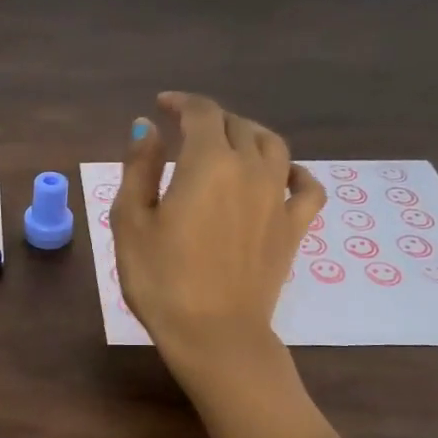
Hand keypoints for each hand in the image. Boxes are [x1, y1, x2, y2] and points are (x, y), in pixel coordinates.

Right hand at [113, 92, 341, 437]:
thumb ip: (139, 168)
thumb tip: (147, 127)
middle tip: (185, 129)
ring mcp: (278, 199)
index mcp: (208, 162)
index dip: (180, 102)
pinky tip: (283, 174)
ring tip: (229, 142)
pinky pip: (306, 188)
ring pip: (273, 145)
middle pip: (237, 125)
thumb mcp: (131, 222)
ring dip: (248, 134)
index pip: (201, 112)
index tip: (161, 106)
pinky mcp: (294, 228)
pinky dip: (294, 172)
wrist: (214, 335)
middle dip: (209, 119)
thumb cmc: (162, 279)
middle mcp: (251, 169)